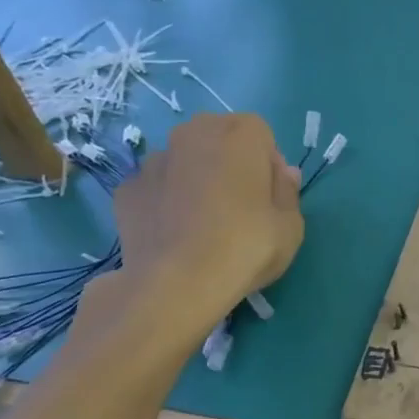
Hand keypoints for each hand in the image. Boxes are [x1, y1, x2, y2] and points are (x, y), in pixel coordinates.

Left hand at [111, 113, 302, 302]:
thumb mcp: (291, 227)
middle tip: (239, 207)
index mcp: (240, 135)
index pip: (261, 136)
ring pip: (184, 161)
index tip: (269, 198)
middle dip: (230, 164)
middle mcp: (194, 134)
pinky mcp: (127, 188)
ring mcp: (155, 160)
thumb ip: (288, 192)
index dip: (268, 166)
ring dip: (195, 179)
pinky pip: (156, 187)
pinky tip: (174, 233)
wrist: (175, 285)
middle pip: (219, 139)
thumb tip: (282, 173)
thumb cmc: (245, 248)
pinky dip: (165, 201)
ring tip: (202, 223)